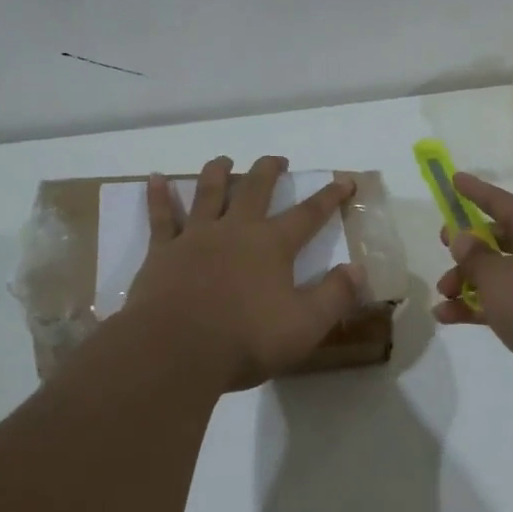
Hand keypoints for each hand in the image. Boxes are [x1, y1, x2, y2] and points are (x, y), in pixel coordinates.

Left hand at [122, 155, 360, 391]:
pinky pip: (161, 216)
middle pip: (255, 189)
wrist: (176, 351)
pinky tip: (155, 178)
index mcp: (272, 245)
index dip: (329, 197)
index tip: (344, 180)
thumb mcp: (306, 325)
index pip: (309, 214)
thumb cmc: (246, 340)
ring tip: (224, 160)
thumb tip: (357, 269)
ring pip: (208, 193)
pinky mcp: (162, 252)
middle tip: (277, 160)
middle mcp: (235, 230)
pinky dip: (158, 195)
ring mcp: (196, 237)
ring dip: (217, 172)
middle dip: (269, 171)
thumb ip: (335, 295)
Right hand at [434, 173, 512, 407]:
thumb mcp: (498, 275)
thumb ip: (474, 254)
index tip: (454, 180)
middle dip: (468, 247)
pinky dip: (478, 308)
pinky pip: (504, 304)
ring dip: (468, 282)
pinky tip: (448, 318)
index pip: (505, 203)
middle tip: (444, 248)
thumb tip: (462, 236)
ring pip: (500, 275)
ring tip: (443, 296)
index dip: (477, 192)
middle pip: (501, 240)